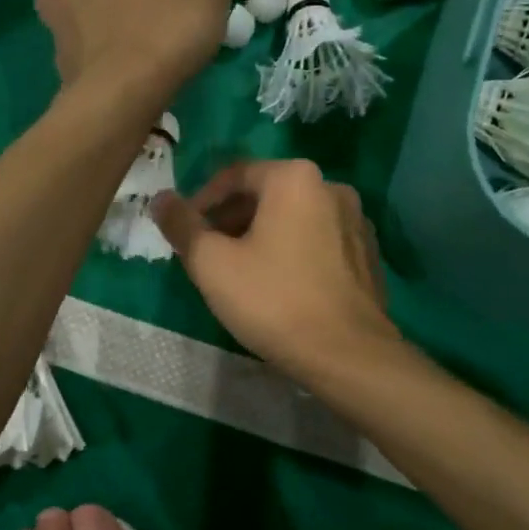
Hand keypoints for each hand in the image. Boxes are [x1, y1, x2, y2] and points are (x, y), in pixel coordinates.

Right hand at [151, 160, 399, 383]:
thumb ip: (181, 225)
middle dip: (231, 220)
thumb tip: (161, 199)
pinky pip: (318, 240)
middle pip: (266, 194)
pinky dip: (292, 251)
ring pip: (293, 218)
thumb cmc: (274, 300)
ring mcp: (356, 221)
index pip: (234, 175)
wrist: (348, 354)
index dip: (201, 201)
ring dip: (261, 235)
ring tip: (239, 271)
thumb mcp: (212, 264)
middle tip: (207, 253)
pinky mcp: (367, 253)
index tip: (184, 231)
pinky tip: (279, 285)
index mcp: (294, 178)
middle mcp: (331, 187)